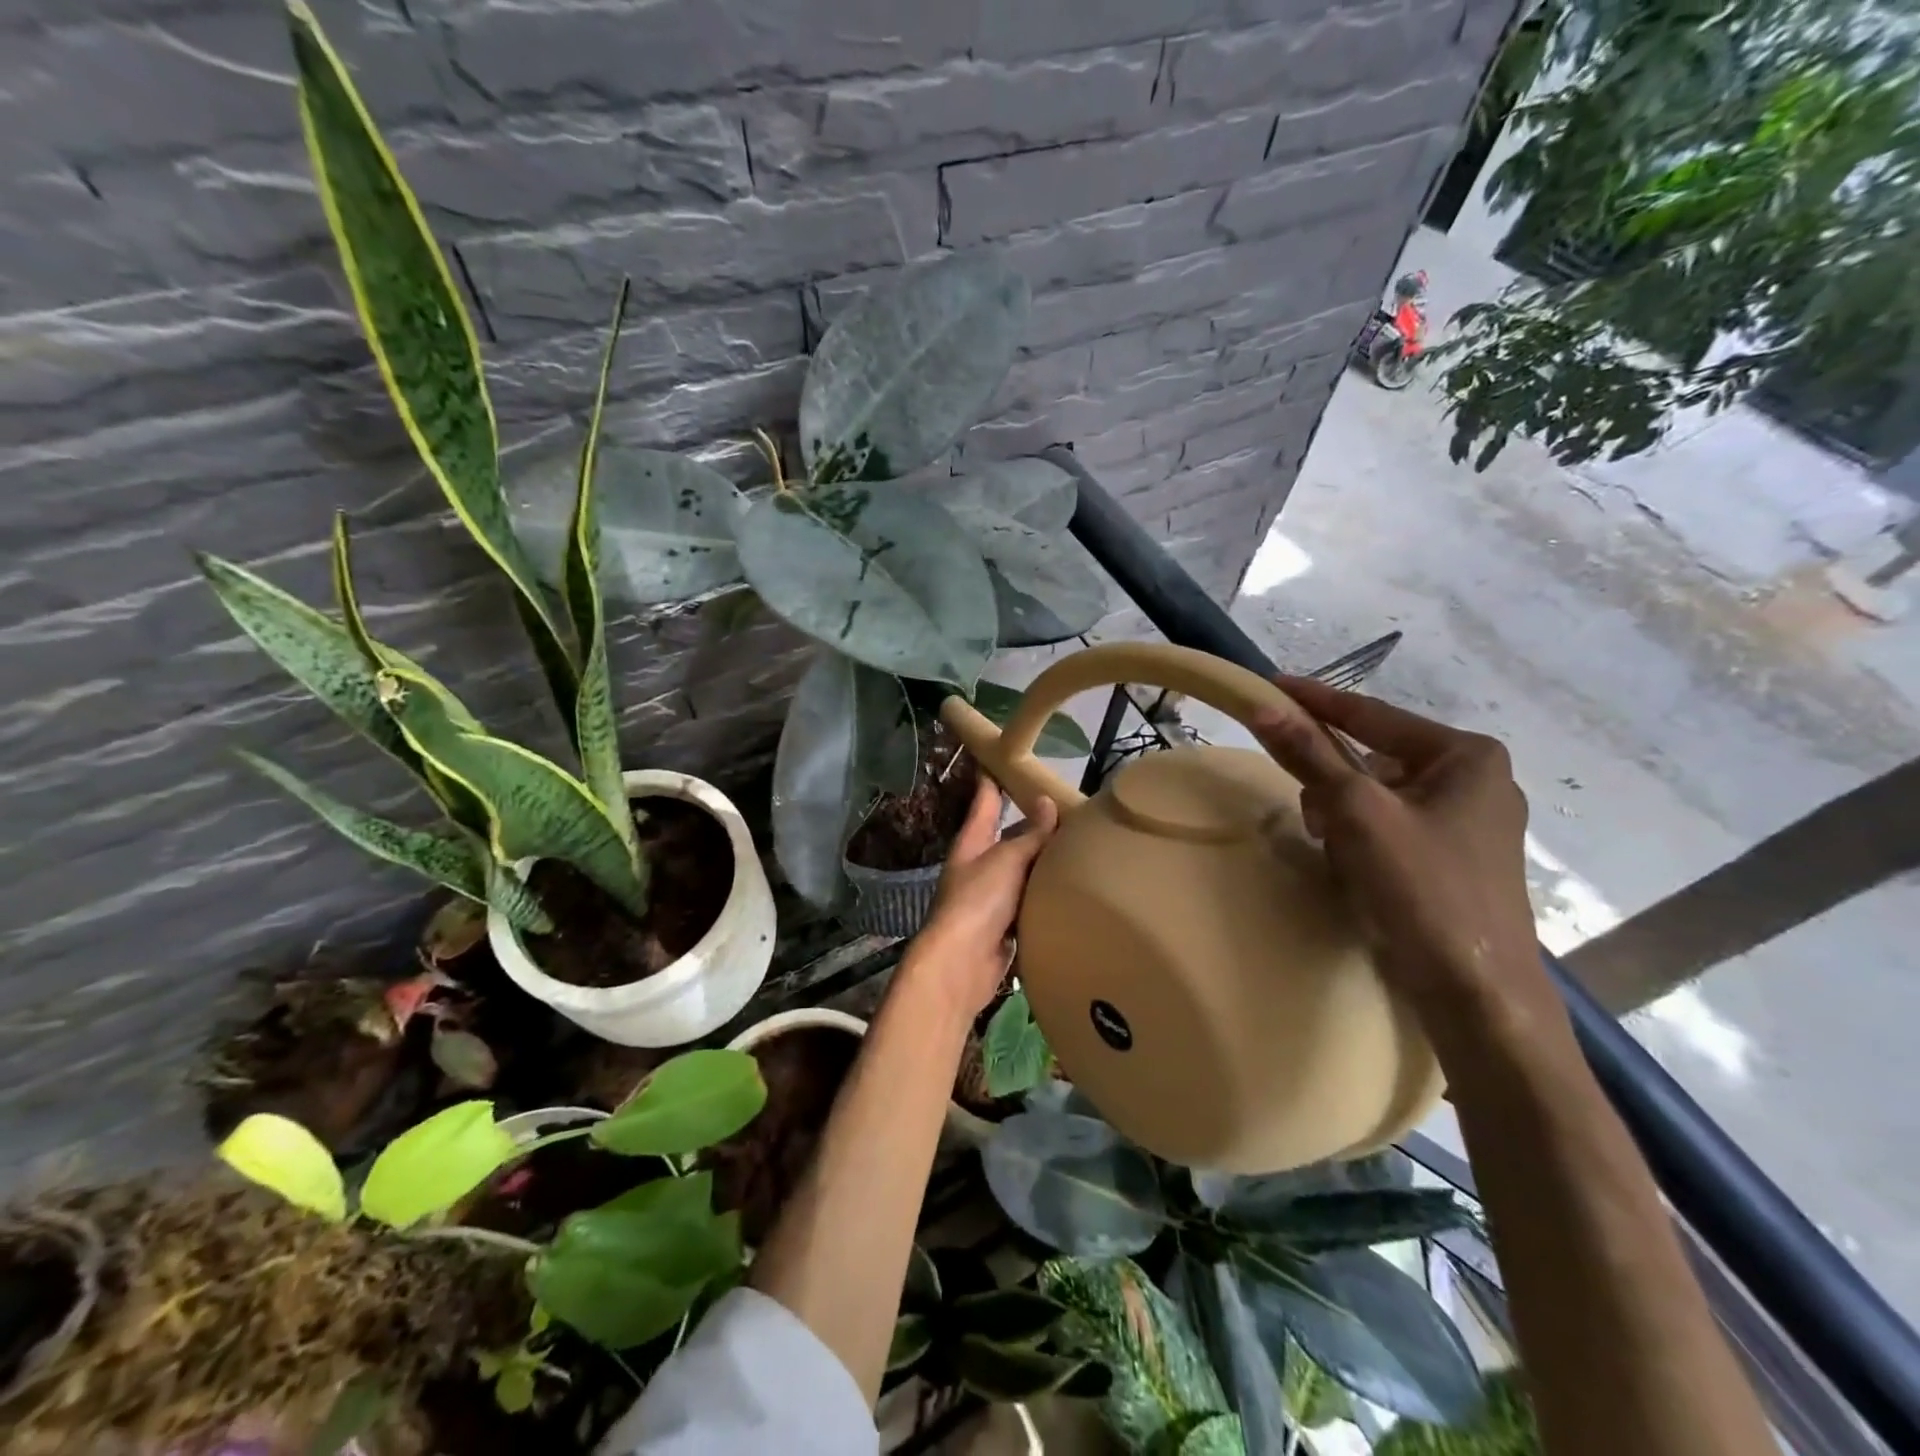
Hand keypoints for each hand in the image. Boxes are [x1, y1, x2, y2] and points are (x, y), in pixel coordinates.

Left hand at [903, 774, 1058, 1021]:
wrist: (962, 963)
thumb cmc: (979, 900)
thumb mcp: (1006, 859)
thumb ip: (1030, 834)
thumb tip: (1046, 802)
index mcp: (973, 842)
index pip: (985, 802)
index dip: (992, 781)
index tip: (1003, 759)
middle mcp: (979, 865)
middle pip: (1007, 837)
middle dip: (1031, 824)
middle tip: (1067, 808)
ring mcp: (991, 897)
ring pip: (1021, 870)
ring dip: (1042, 861)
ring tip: (1078, 845)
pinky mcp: (1004, 925)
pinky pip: (1028, 901)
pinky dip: (1045, 894)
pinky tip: (1069, 889)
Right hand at [1249, 677, 1552, 1024]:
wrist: (1475, 993)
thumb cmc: (1422, 887)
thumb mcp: (1356, 812)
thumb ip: (1310, 754)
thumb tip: (1265, 706)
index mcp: (1466, 756)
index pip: (1373, 715)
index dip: (1316, 700)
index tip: (1270, 685)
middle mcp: (1475, 780)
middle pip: (1373, 758)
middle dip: (1333, 783)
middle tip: (1314, 816)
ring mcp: (1469, 823)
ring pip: (1378, 795)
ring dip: (1344, 815)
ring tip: (1337, 851)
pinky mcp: (1456, 859)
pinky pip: (1391, 826)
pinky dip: (1362, 839)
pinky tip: (1356, 870)